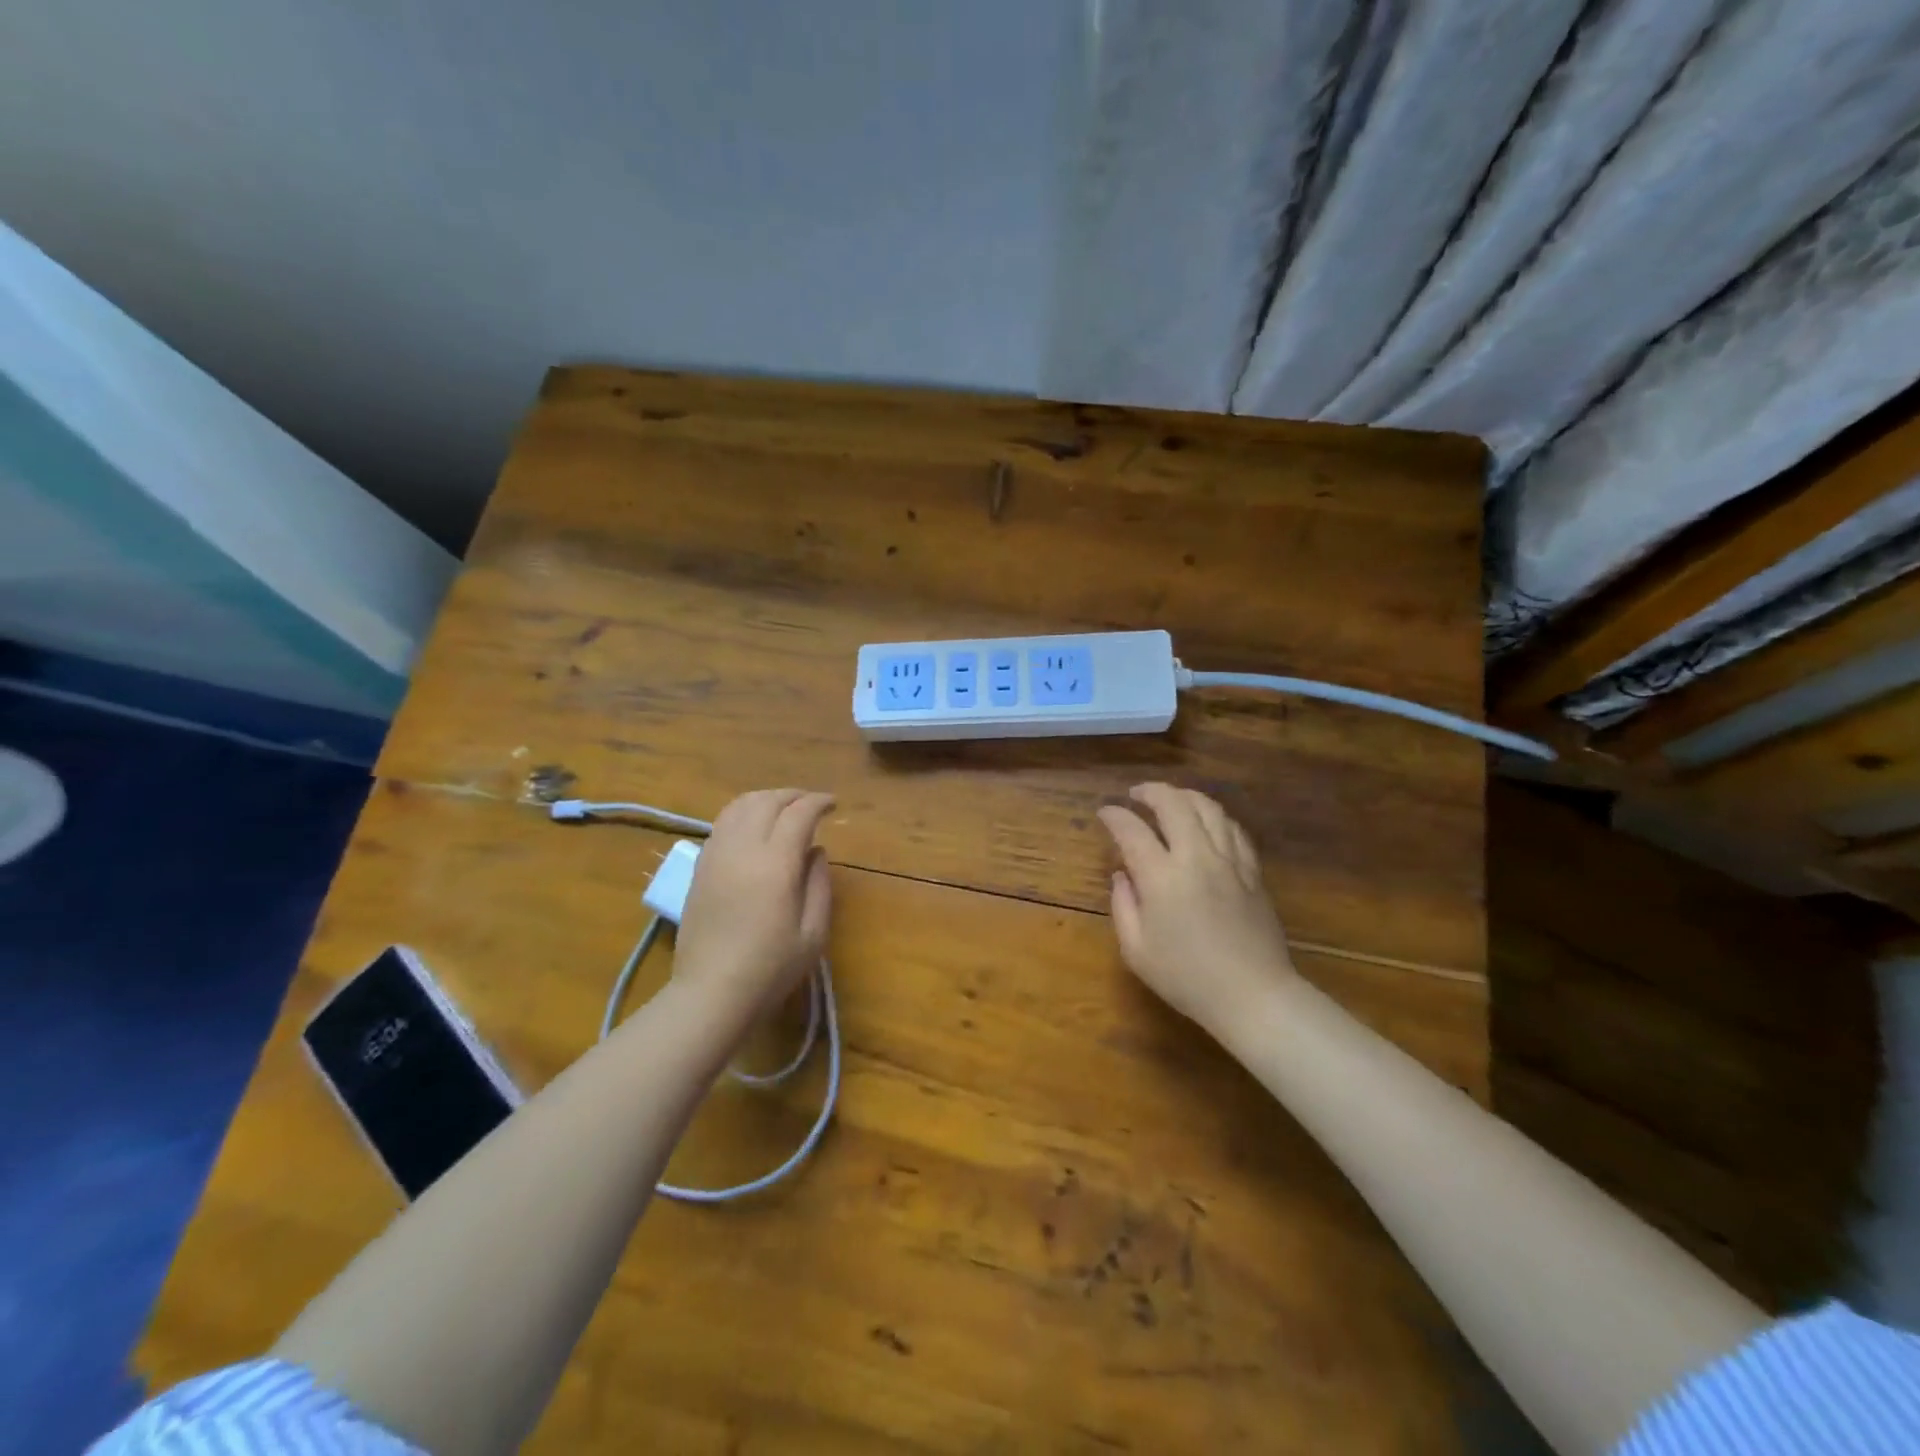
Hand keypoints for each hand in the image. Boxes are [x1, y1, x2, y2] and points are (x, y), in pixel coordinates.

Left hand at [673, 789, 834, 1020]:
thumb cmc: (770, 968)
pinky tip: (754, 827)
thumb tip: (815, 850)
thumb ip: (819, 883)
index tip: (833, 805)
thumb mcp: (813, 932)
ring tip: (783, 809)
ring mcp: (716, 855)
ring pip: (739, 806)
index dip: (818, 802)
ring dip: (765, 799)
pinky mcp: (700, 867)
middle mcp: (742, 849)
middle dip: (793, 795)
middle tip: (812, 804)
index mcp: (774, 864)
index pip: (798, 814)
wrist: (711, 993)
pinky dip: (743, 813)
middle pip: (767, 801)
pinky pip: (721, 824)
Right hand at [1097, 783, 1296, 1033]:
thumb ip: (1123, 906)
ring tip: (1170, 799)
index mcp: (1162, 877)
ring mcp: (1229, 861)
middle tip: (1136, 794)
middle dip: (1151, 791)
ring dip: (1184, 796)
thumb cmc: (1187, 978)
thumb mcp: (1136, 950)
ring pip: (1209, 808)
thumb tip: (1122, 875)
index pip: (1132, 830)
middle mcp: (1196, 857)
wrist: (1253, 996)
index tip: (1105, 812)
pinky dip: (1214, 816)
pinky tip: (1206, 822)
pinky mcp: (1252, 871)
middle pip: (1174, 804)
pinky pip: (1233, 828)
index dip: (1115, 815)